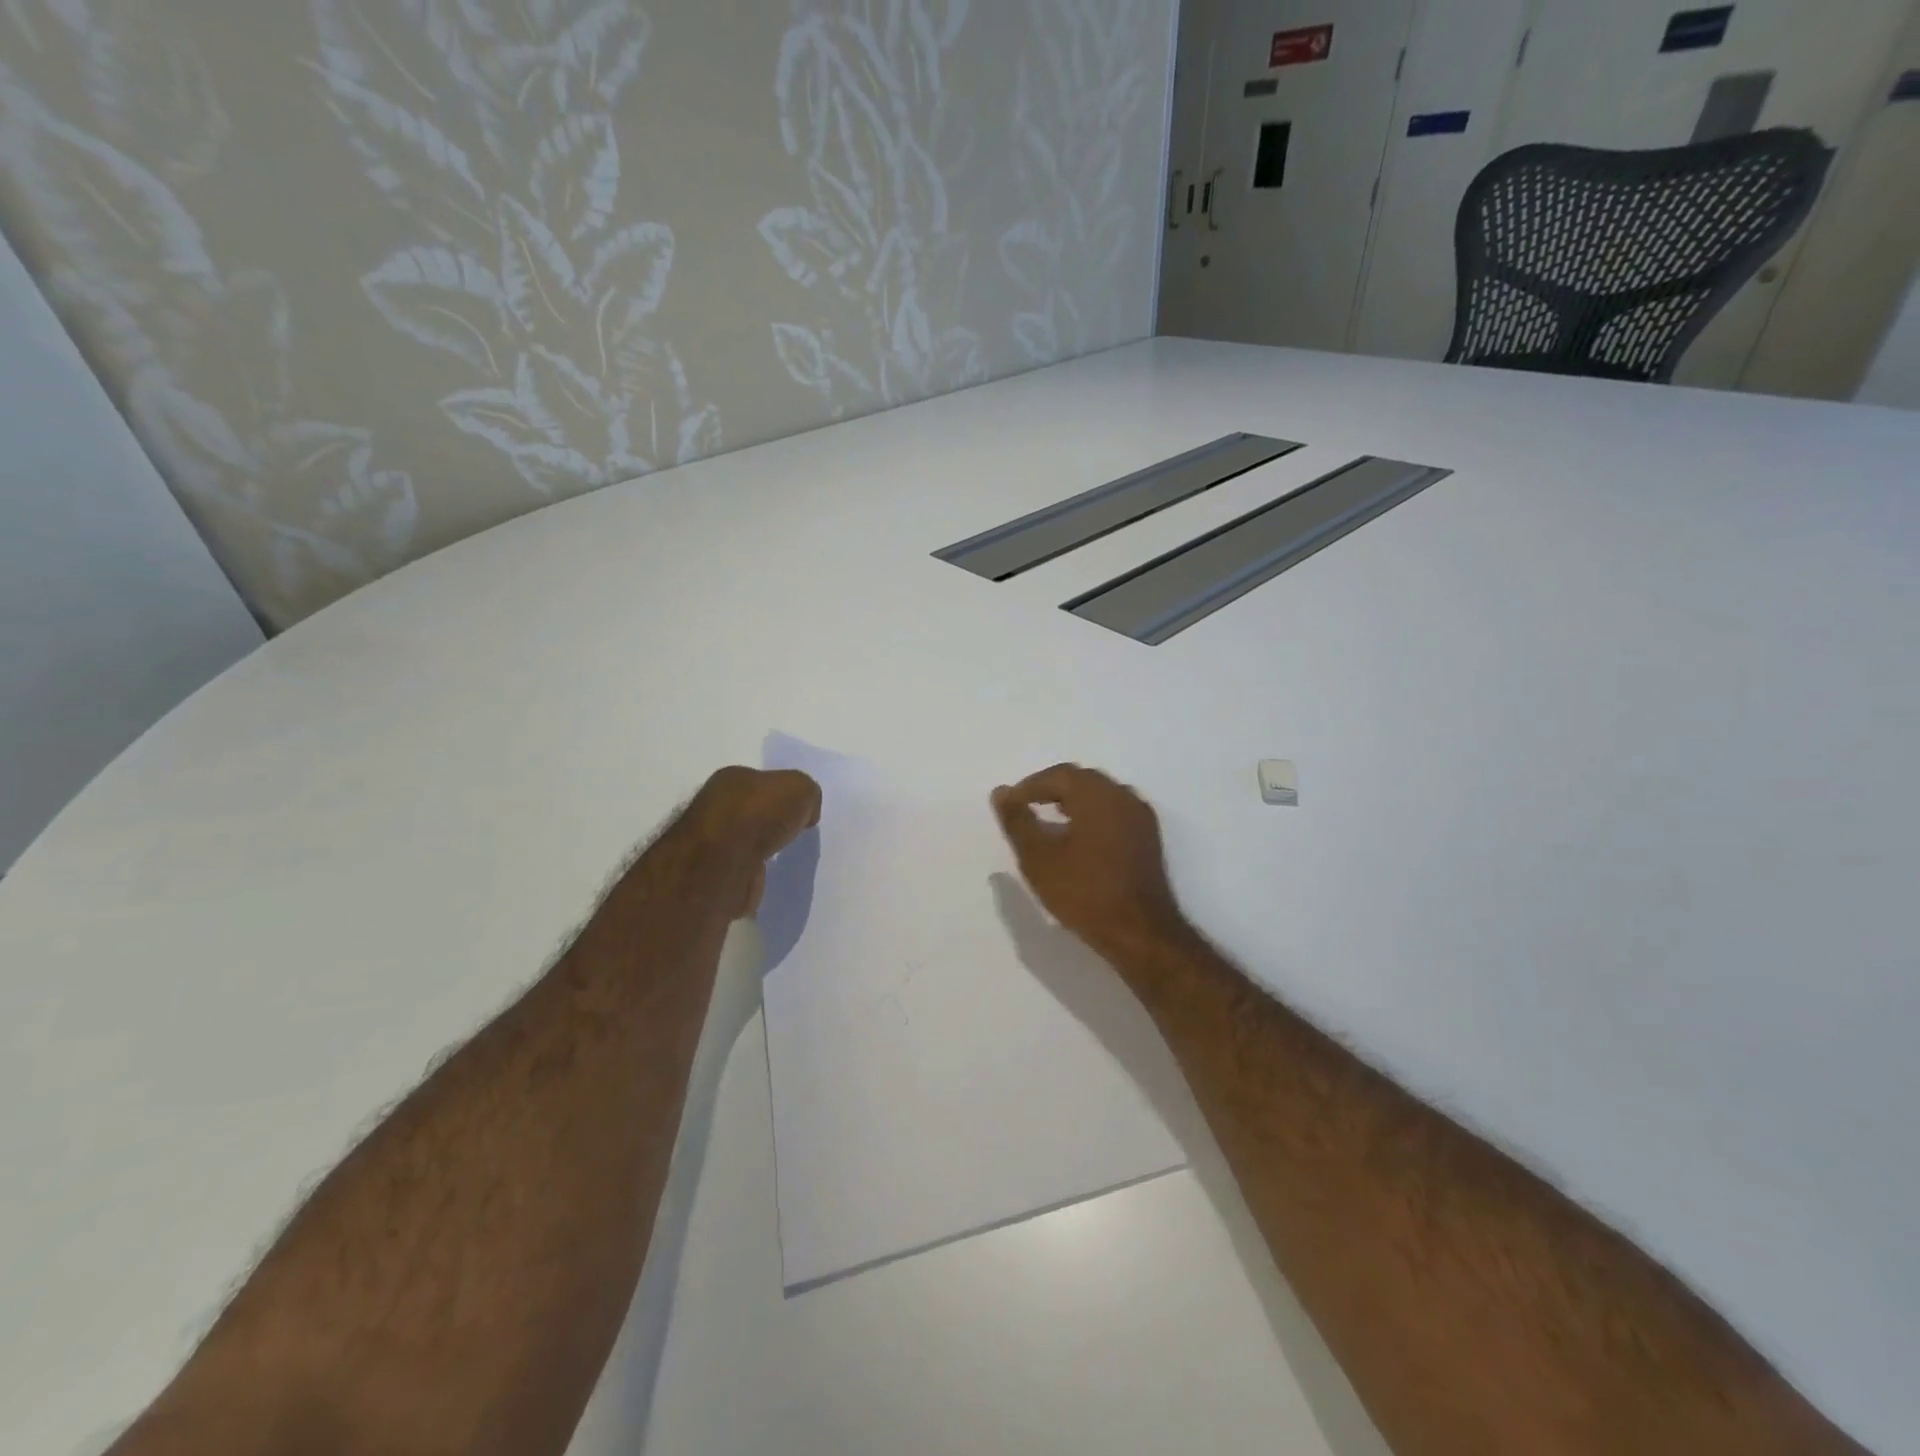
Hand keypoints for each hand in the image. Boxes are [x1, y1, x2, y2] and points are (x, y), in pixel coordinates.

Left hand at [672, 766, 821, 918]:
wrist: (724, 864)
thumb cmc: (759, 814)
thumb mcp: (799, 787)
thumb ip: (806, 792)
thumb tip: (805, 813)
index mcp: (731, 779)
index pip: (761, 782)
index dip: (783, 794)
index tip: (801, 809)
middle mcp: (714, 805)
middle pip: (751, 810)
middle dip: (771, 820)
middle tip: (794, 831)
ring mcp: (710, 842)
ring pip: (745, 840)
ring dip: (762, 847)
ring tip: (783, 854)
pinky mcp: (713, 873)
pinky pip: (742, 867)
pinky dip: (754, 871)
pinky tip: (768, 874)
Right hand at [991, 765, 1188, 961]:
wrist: (1139, 932)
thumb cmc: (1084, 892)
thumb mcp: (1038, 857)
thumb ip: (1017, 821)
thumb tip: (1001, 793)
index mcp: (1098, 794)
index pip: (1059, 775)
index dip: (1030, 786)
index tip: (1009, 804)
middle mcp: (1123, 796)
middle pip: (1082, 780)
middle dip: (1051, 790)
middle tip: (1026, 808)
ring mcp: (1140, 817)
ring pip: (1101, 795)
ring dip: (1073, 802)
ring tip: (1048, 823)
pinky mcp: (1148, 839)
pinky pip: (1114, 813)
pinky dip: (1092, 816)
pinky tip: (1077, 839)